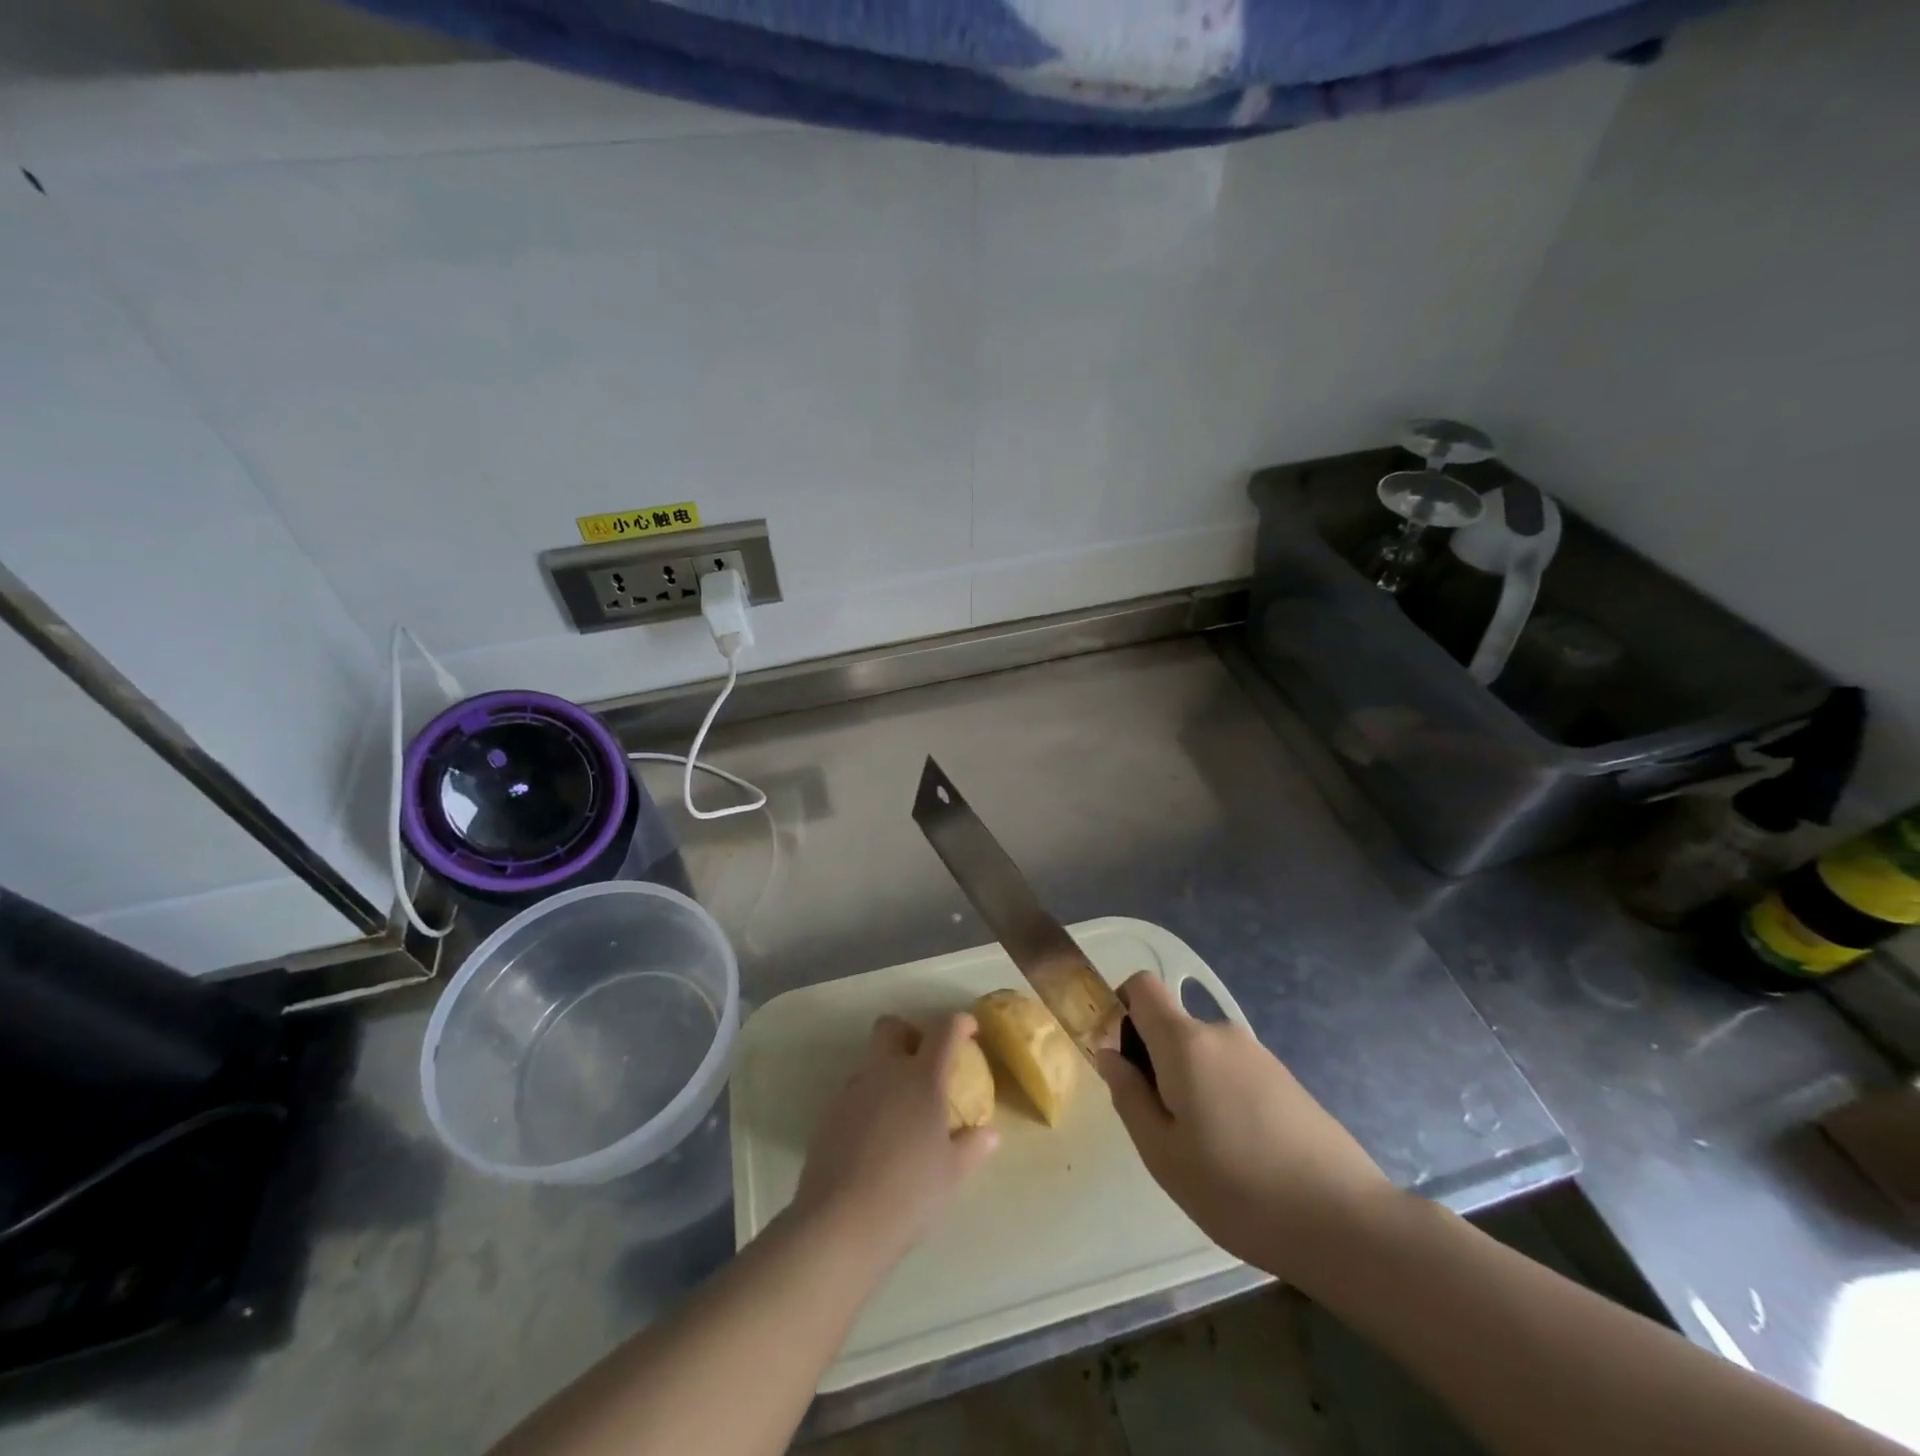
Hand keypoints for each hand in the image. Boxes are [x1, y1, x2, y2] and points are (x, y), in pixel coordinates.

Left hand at [792, 1014, 998, 1269]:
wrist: (841, 1221)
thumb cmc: (909, 1193)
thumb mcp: (952, 1174)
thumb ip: (972, 1146)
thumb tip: (990, 1133)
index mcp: (922, 1078)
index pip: (943, 1030)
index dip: (958, 1023)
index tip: (969, 1030)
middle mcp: (885, 1072)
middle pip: (892, 1027)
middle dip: (909, 1033)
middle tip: (925, 1062)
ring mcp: (853, 1090)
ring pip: (870, 1059)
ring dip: (887, 1069)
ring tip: (901, 1108)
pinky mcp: (829, 1113)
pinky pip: (854, 1091)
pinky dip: (869, 1100)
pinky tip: (876, 1135)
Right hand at [1097, 974, 1392, 1278]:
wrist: (1346, 1222)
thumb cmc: (1238, 1189)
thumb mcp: (1162, 1154)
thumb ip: (1128, 1096)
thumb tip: (1109, 1055)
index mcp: (1186, 1042)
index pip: (1142, 986)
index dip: (1121, 1006)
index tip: (1120, 1056)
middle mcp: (1222, 1034)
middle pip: (1171, 1027)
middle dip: (1155, 1063)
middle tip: (1162, 1127)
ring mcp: (1259, 1055)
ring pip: (1203, 1055)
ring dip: (1190, 1086)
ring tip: (1204, 1152)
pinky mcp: (1286, 1079)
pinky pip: (1233, 1073)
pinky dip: (1222, 1097)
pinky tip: (1241, 1155)